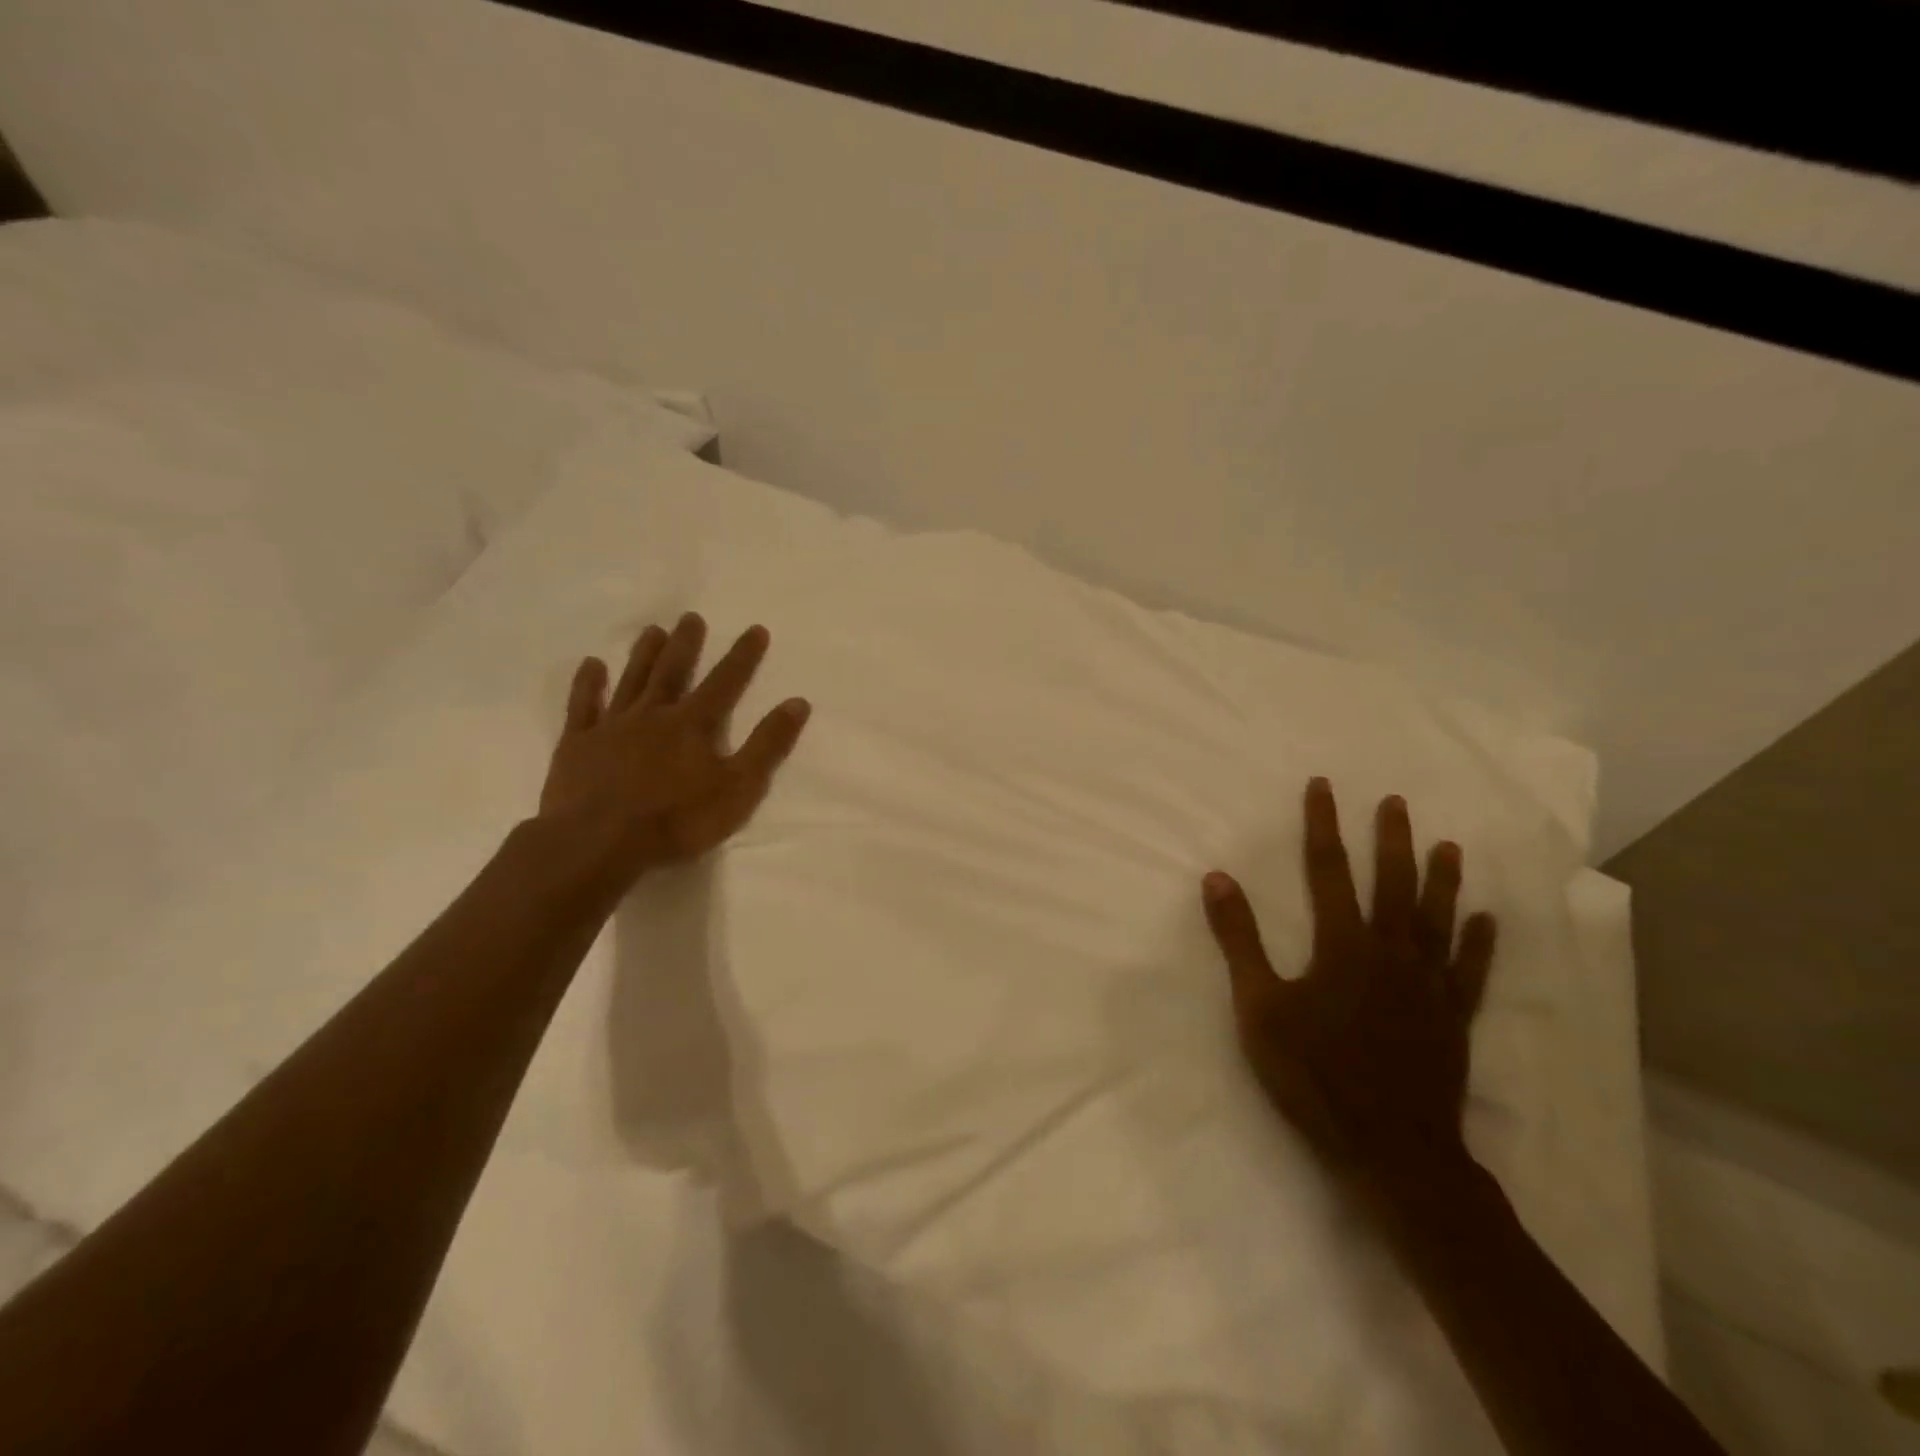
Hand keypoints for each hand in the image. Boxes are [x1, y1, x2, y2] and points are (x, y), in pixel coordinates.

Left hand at [538, 612, 810, 881]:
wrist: (599, 842)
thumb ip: (768, 745)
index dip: (743, 656)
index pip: (726, 682)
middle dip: (686, 644)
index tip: (756, 629)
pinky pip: (583, 706)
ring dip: (644, 654)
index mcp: (694, 724)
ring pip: (632, 681)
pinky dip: (588, 684)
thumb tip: (797, 702)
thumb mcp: (739, 787)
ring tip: (653, 630)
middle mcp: (654, 714)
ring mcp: (612, 726)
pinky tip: (591, 665)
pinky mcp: (578, 744)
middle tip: (691, 617)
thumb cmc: (677, 819)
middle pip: (673, 671)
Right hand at [1201, 779, 1495, 1194]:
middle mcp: (1391, 953)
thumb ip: (1239, 940)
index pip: (1328, 871)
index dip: (1323, 825)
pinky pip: (1469, 972)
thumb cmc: (1314, 1074)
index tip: (1323, 787)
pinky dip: (1478, 944)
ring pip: (1438, 920)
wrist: (1390, 1148)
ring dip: (1442, 880)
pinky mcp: (1452, 1018)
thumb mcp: (1259, 1007)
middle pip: (1392, 885)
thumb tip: (1217, 878)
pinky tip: (1486, 920)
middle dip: (1390, 840)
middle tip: (1395, 801)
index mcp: (1342, 946)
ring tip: (1449, 846)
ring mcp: (1428, 986)